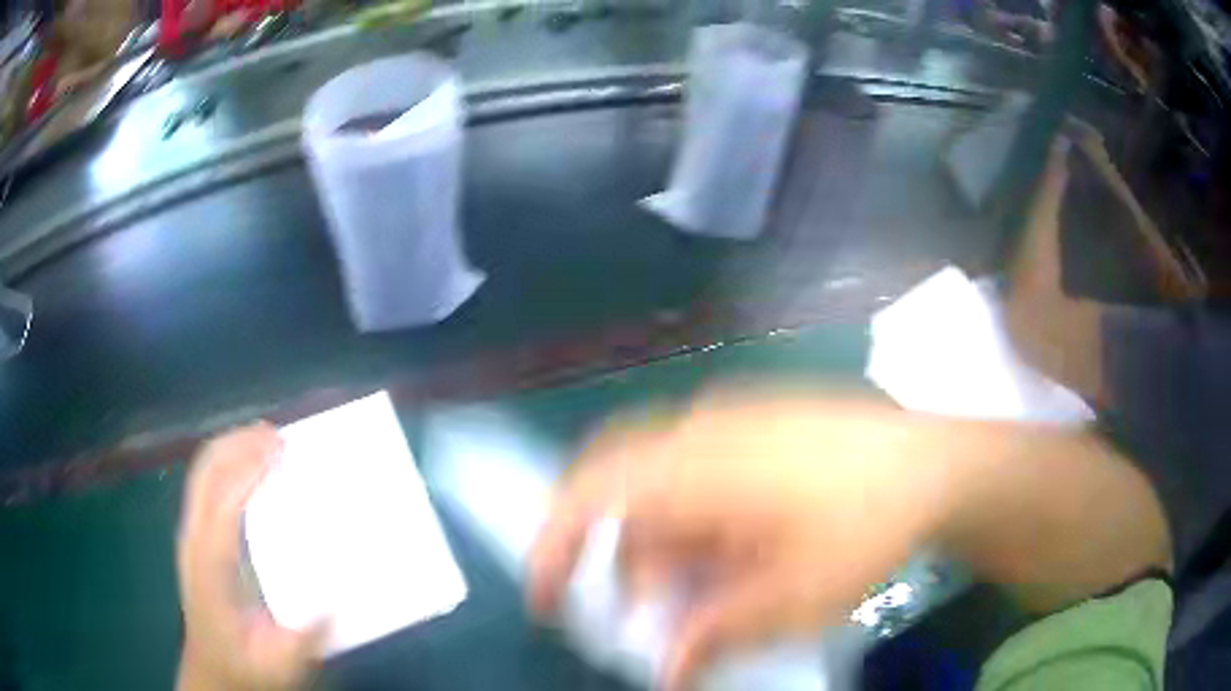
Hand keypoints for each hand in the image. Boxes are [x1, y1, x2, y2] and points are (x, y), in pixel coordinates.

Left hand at [177, 423, 324, 690]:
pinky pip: (205, 485)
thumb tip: (334, 599)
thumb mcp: (278, 664)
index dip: (248, 471)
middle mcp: (193, 541)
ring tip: (264, 438)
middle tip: (276, 434)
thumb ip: (303, 638)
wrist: (211, 672)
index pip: (223, 504)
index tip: (280, 450)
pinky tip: (247, 464)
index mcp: (210, 568)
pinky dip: (225, 462)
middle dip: (237, 444)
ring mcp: (190, 535)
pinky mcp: (194, 537)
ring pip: (201, 473)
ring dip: (230, 447)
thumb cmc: (244, 667)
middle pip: (205, 473)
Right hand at [528, 391, 955, 689]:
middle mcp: (704, 429)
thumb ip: (715, 635)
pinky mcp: (763, 420)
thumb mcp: (792, 599)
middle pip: (624, 491)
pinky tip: (747, 545)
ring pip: (667, 484)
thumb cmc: (866, 528)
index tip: (549, 600)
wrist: (939, 464)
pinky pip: (703, 468)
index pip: (591, 493)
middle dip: (630, 559)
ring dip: (674, 544)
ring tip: (720, 585)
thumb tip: (665, 675)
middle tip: (661, 610)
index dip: (555, 545)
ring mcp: (736, 416)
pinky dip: (703, 517)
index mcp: (699, 467)